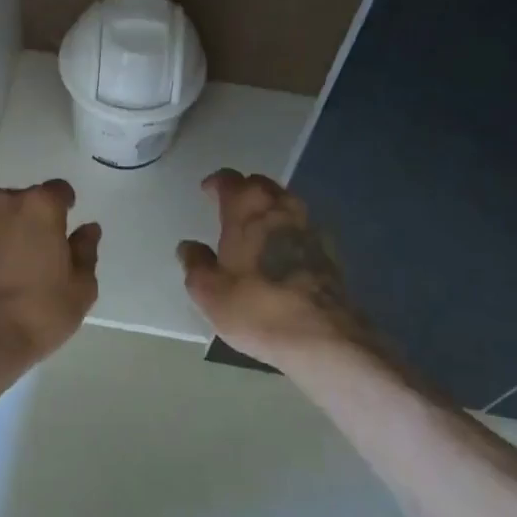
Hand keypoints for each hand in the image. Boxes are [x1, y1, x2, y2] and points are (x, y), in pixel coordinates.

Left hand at [0, 179, 98, 365]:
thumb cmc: (39, 312)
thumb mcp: (81, 287)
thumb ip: (85, 250)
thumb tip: (88, 229)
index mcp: (37, 206)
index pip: (57, 190)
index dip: (63, 207)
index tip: (64, 228)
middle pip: (20, 202)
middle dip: (28, 221)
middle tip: (34, 255)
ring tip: (1, 271)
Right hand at [178, 170, 371, 368]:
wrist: (323, 336)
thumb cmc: (256, 306)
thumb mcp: (209, 292)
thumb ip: (195, 264)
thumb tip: (189, 246)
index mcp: (246, 207)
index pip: (228, 179)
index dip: (216, 183)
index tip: (207, 191)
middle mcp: (279, 206)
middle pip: (260, 185)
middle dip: (244, 190)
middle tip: (230, 206)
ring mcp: (308, 225)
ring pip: (284, 203)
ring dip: (268, 208)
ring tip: (255, 227)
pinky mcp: (328, 249)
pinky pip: (301, 228)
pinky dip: (288, 232)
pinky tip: (281, 252)